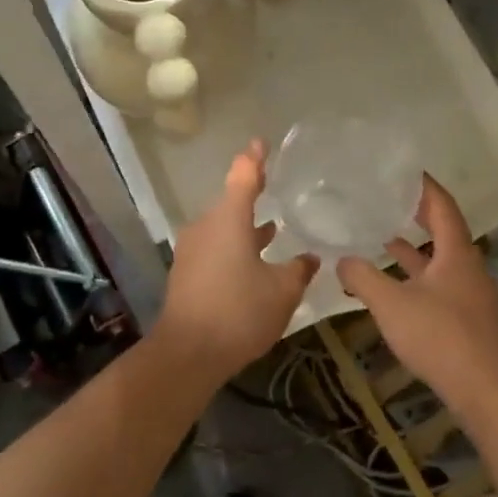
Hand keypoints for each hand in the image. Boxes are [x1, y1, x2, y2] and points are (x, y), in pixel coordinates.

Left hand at [155, 139, 316, 382]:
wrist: (187, 354)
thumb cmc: (238, 312)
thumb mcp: (282, 292)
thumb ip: (299, 270)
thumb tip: (310, 257)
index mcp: (229, 219)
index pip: (244, 175)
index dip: (255, 157)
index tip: (263, 142)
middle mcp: (207, 226)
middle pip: (232, 201)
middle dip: (254, 195)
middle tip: (277, 187)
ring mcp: (193, 249)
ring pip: (224, 227)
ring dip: (246, 226)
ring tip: (273, 227)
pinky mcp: (187, 272)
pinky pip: (216, 247)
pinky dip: (235, 246)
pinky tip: (254, 263)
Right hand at [335, 177, 497, 417]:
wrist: (491, 392)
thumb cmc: (442, 337)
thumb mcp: (393, 305)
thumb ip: (364, 279)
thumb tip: (342, 259)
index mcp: (457, 252)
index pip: (442, 204)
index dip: (424, 185)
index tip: (403, 171)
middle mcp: (468, 266)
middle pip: (443, 230)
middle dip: (417, 214)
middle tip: (388, 199)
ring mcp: (471, 295)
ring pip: (440, 261)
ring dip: (414, 250)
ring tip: (382, 238)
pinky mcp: (469, 320)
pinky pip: (440, 285)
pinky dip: (417, 278)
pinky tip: (396, 289)